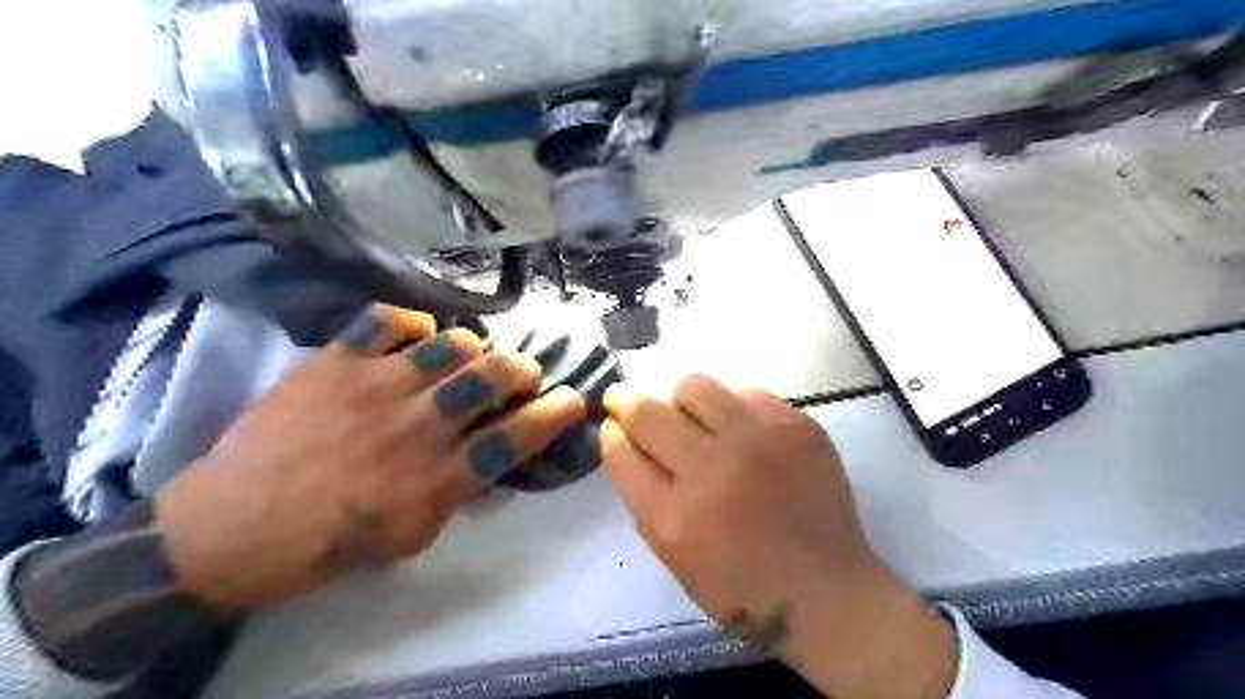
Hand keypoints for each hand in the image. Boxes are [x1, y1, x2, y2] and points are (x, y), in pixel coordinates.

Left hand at [151, 308, 590, 614]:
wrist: (231, 527)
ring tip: (468, 357)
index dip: (555, 413)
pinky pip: (388, 320)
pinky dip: (412, 322)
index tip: (573, 399)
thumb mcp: (411, 537)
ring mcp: (375, 387)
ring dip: (474, 348)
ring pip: (452, 345)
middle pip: (493, 377)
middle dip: (521, 369)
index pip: (515, 437)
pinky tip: (415, 337)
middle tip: (520, 373)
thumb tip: (492, 459)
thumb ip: (458, 493)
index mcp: (437, 479)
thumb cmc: (330, 542)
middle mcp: (417, 427)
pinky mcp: (335, 361)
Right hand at [601, 378, 954, 698]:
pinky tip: (744, 432)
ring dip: (683, 401)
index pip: (621, 451)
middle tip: (631, 402)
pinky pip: (747, 393)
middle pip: (648, 411)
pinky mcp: (797, 426)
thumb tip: (626, 438)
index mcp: (674, 517)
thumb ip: (645, 494)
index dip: (612, 431)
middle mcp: (712, 470)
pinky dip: (734, 408)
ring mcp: (758, 443)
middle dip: (629, 401)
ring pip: (695, 386)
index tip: (614, 424)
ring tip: (696, 419)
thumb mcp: (674, 554)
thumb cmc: (741, 586)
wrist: (827, 592)